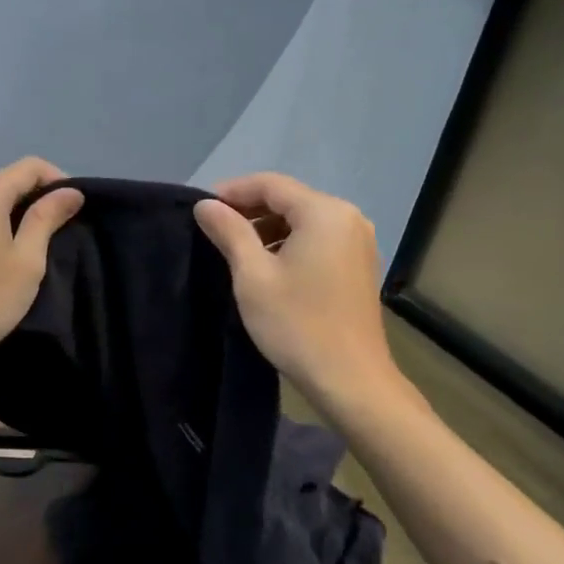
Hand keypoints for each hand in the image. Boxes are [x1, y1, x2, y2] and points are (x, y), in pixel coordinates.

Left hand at [0, 157, 83, 371]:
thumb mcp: (27, 259)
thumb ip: (47, 218)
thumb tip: (71, 192)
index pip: (29, 167)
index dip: (58, 180)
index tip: (75, 208)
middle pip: (9, 178)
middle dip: (39, 194)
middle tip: (63, 225)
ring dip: (20, 209)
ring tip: (41, 238)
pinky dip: (0, 220)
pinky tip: (12, 246)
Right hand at [194, 173, 399, 405]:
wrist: (350, 379)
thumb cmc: (296, 324)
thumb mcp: (253, 276)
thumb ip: (230, 232)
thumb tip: (206, 204)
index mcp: (324, 212)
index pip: (271, 184)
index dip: (233, 191)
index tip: (202, 208)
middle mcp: (349, 217)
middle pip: (290, 199)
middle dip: (251, 210)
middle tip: (215, 230)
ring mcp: (359, 242)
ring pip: (305, 220)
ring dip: (270, 229)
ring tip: (237, 250)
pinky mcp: (360, 265)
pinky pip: (320, 240)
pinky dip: (291, 244)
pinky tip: (269, 267)